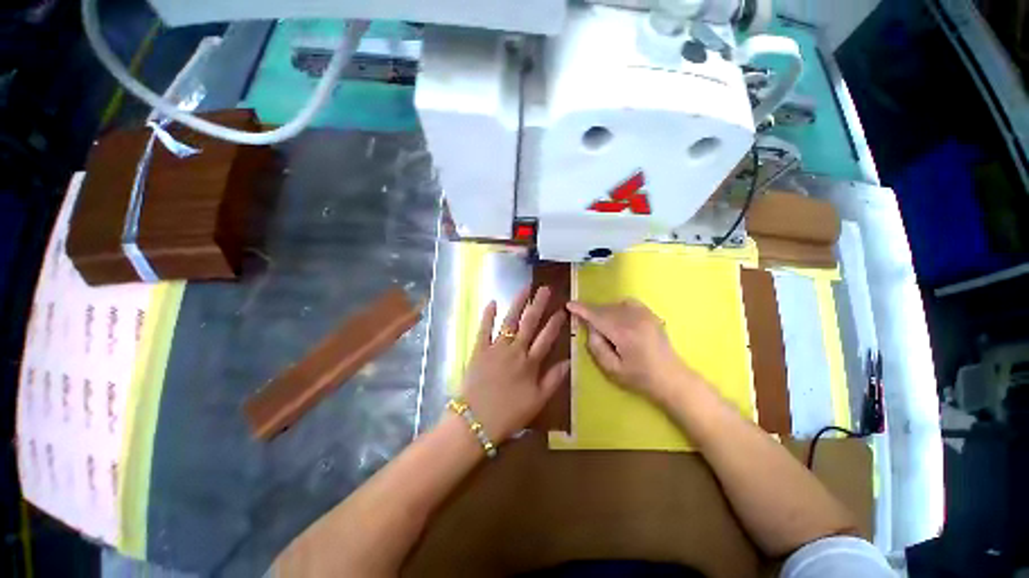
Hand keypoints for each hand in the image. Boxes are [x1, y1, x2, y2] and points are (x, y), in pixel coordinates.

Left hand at [459, 286, 569, 441]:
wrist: (475, 421)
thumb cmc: (509, 414)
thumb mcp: (538, 401)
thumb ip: (554, 380)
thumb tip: (569, 361)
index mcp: (530, 363)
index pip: (546, 338)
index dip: (555, 323)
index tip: (561, 309)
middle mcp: (515, 350)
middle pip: (529, 323)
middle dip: (538, 305)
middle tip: (545, 289)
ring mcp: (496, 348)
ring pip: (509, 321)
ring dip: (517, 303)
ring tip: (525, 288)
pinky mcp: (479, 350)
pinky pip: (483, 330)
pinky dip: (487, 316)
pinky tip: (492, 301)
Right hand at [566, 299, 693, 402]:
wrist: (672, 378)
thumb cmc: (639, 378)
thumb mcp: (611, 369)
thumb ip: (596, 347)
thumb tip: (590, 328)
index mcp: (623, 333)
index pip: (597, 316)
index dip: (581, 309)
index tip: (569, 304)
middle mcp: (633, 319)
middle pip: (604, 308)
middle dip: (591, 311)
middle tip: (582, 319)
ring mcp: (644, 314)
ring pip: (615, 305)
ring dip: (603, 310)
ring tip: (601, 323)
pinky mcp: (650, 314)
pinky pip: (628, 303)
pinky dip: (617, 306)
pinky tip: (617, 317)